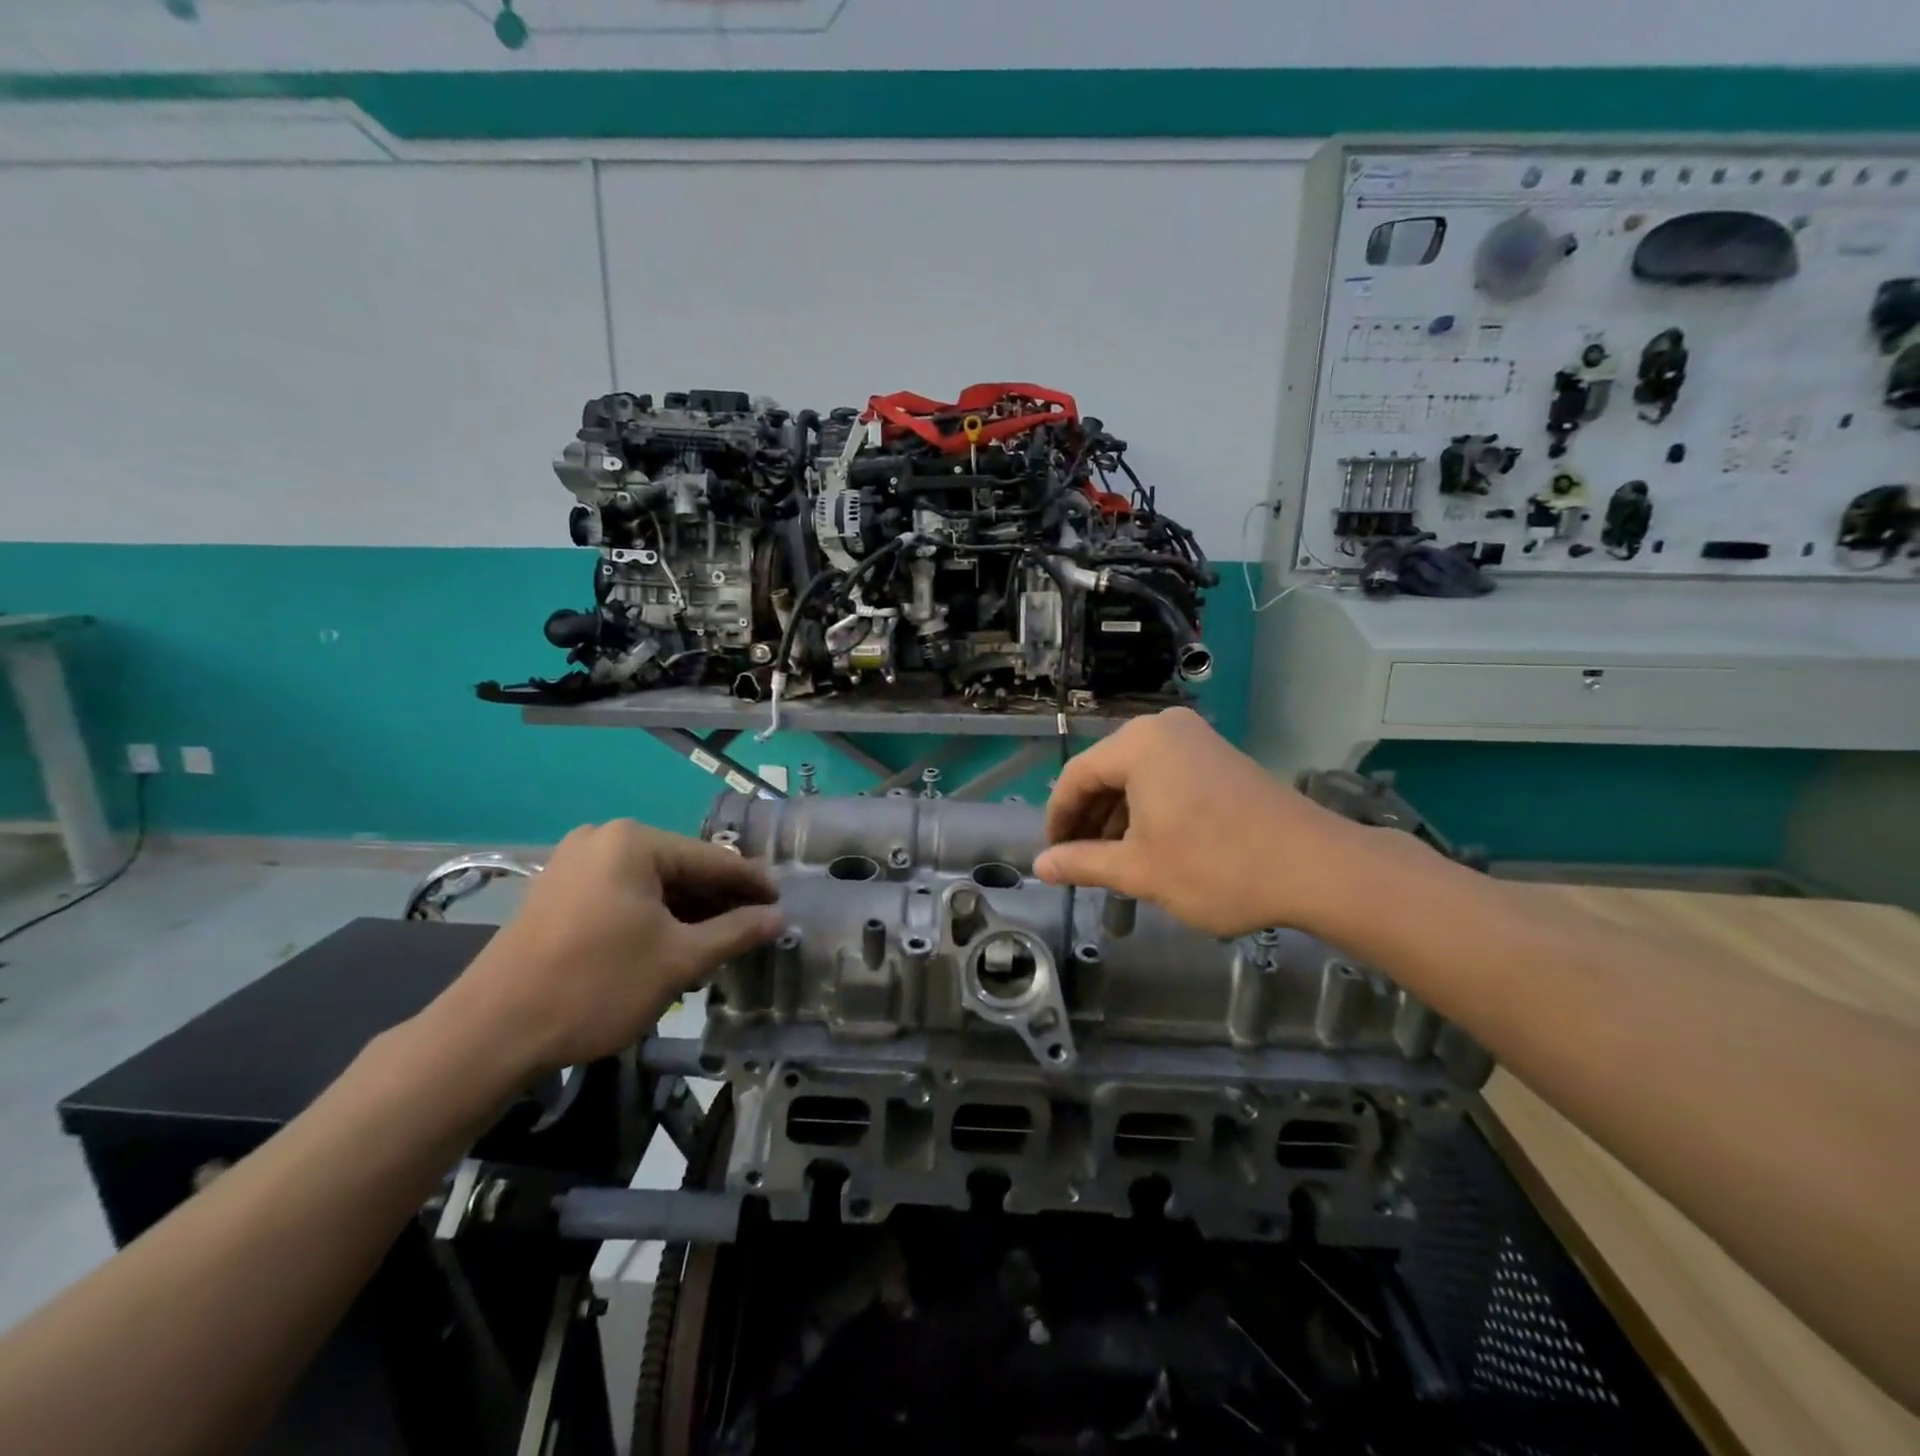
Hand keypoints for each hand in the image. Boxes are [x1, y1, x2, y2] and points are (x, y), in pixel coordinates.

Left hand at [434, 820, 782, 1074]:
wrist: (491, 1033)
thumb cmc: (596, 986)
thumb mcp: (678, 960)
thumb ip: (735, 932)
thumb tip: (778, 918)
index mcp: (634, 842)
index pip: (712, 859)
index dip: (751, 884)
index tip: (781, 904)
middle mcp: (603, 838)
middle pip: (680, 869)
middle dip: (716, 902)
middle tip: (750, 931)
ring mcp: (574, 863)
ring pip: (650, 885)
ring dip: (685, 914)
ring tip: (715, 946)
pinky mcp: (556, 891)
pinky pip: (621, 895)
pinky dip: (651, 918)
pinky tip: (670, 947)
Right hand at [1034, 708, 1373, 938]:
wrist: (1315, 866)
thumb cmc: (1215, 866)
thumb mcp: (1139, 870)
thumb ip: (1082, 863)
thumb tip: (1040, 866)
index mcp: (1137, 744)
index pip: (1075, 777)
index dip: (1058, 819)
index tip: (1052, 856)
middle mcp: (1163, 728)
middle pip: (1105, 772)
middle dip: (1088, 819)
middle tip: (1078, 861)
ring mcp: (1196, 739)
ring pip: (1136, 775)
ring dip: (1118, 816)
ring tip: (1111, 861)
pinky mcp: (1219, 756)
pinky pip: (1165, 775)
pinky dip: (1148, 807)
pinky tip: (1148, 844)